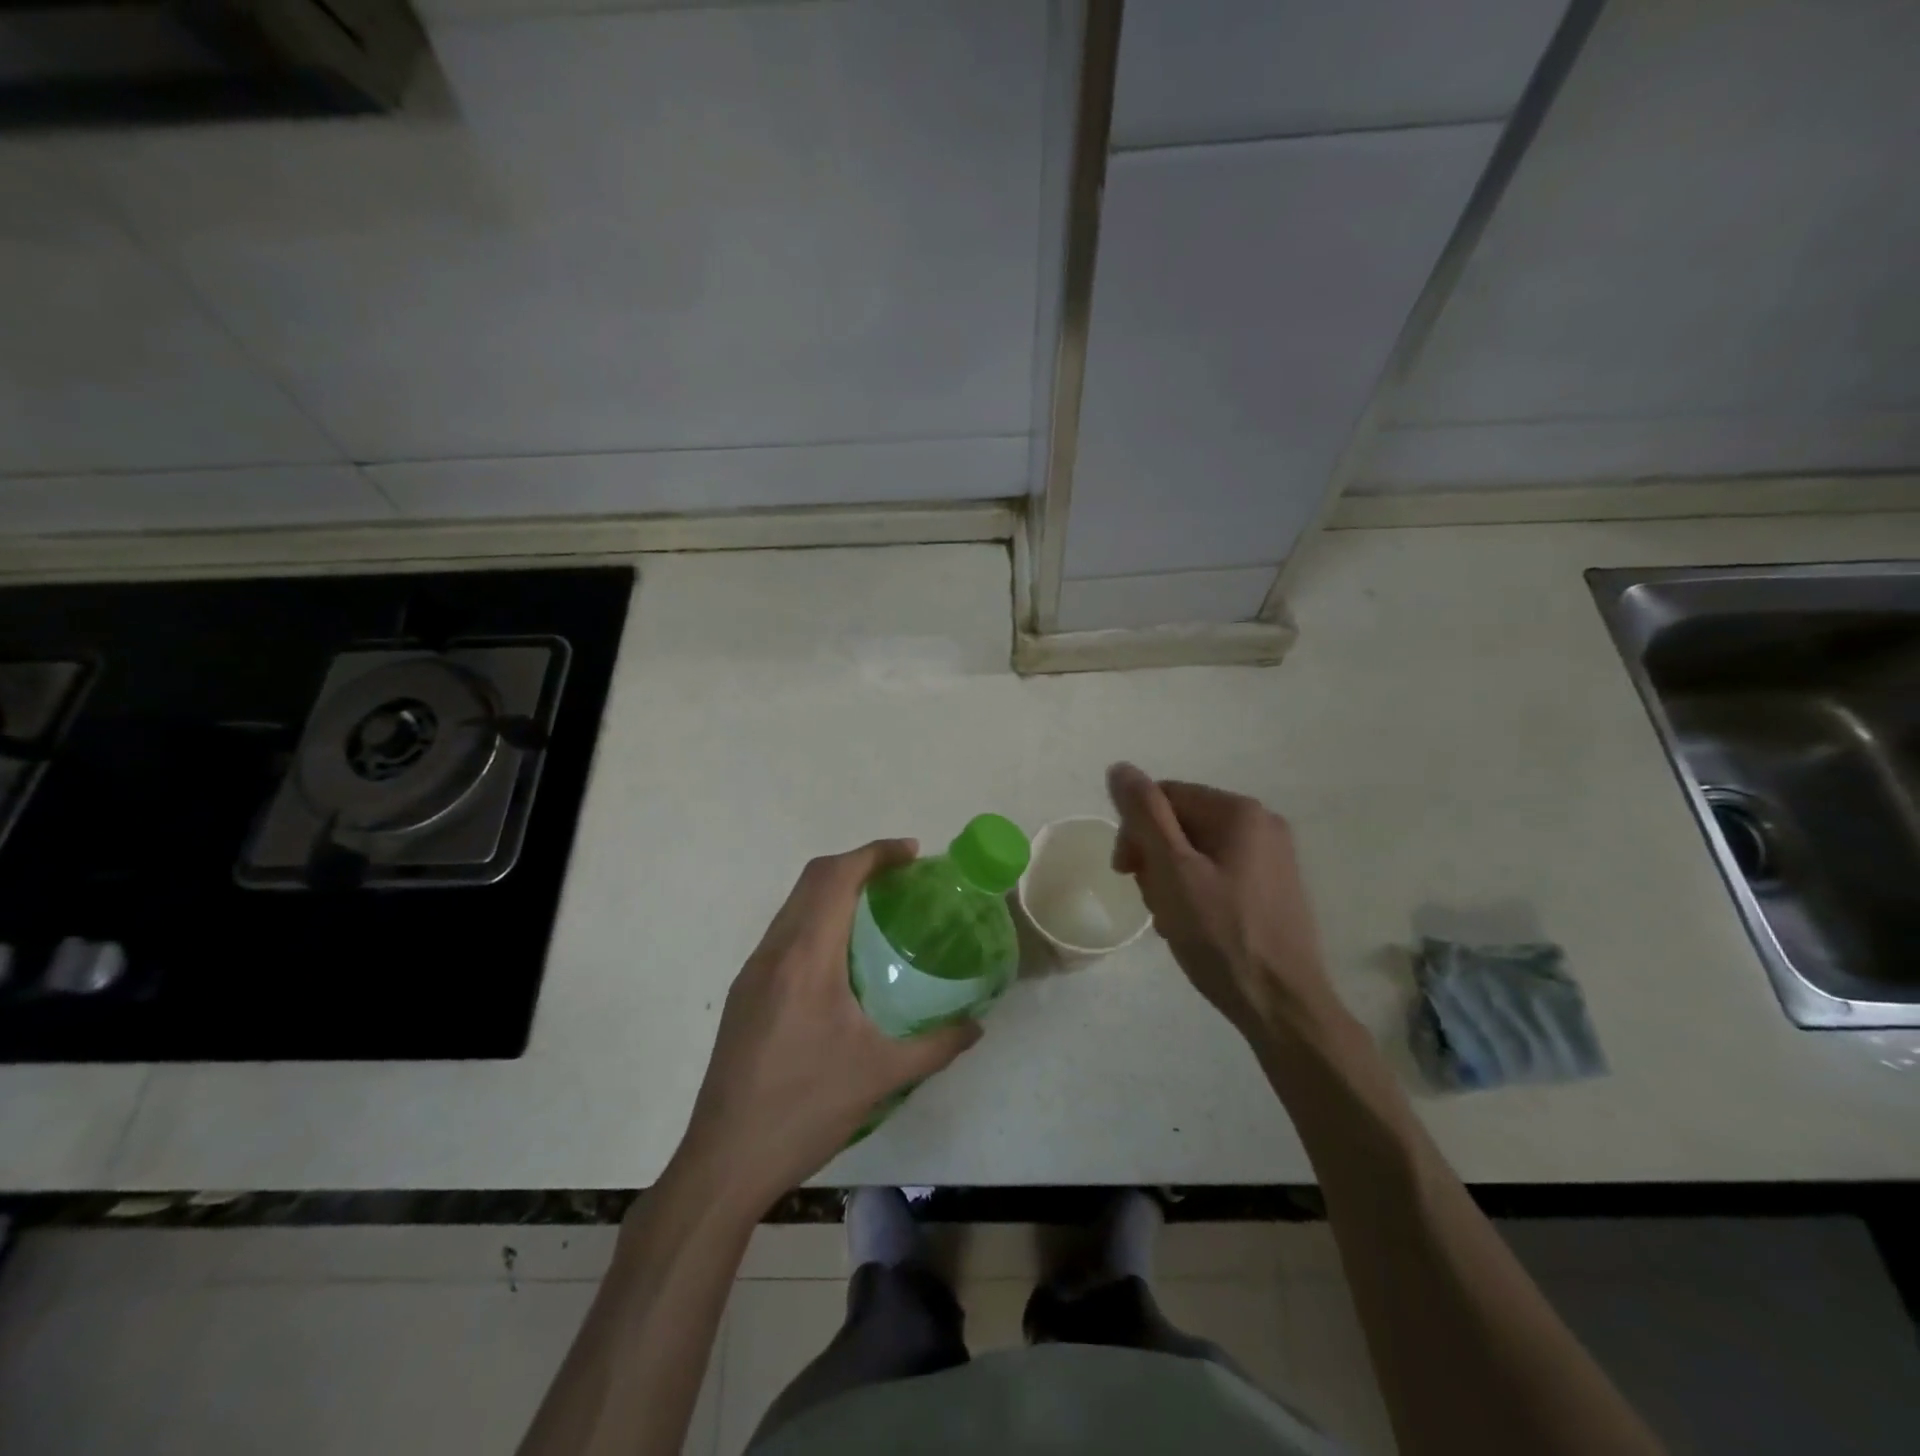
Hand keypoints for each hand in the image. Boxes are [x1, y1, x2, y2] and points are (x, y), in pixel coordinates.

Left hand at [675, 839, 981, 1217]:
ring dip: (833, 890)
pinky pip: (783, 933)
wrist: (724, 1161)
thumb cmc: (805, 1110)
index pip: (836, 878)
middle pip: (812, 879)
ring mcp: (752, 971)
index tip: (912, 853)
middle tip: (901, 876)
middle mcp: (774, 952)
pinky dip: (816, 919)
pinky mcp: (744, 993)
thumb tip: (977, 1026)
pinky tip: (841, 957)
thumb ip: (937, 1046)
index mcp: (806, 959)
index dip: (875, 853)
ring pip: (793, 904)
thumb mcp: (881, 1077)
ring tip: (876, 909)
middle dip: (857, 863)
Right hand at [1107, 763, 1339, 1041]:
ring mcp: (1273, 858)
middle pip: (1181, 823)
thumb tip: (1121, 768)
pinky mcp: (1274, 888)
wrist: (1282, 1006)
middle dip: (1154, 858)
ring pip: (1197, 851)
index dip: (1135, 831)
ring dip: (1171, 879)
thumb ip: (1144, 814)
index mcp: (1240, 812)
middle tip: (1152, 901)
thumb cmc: (1221, 935)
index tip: (1126, 873)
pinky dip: (1196, 893)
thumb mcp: (1172, 870)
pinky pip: (1219, 873)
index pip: (1164, 797)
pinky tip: (1193, 926)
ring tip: (1172, 920)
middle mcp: (1262, 824)